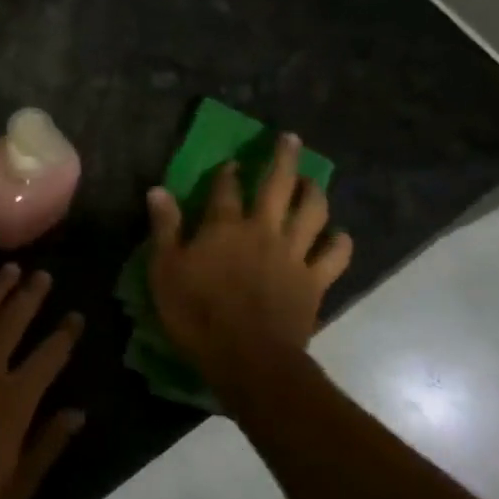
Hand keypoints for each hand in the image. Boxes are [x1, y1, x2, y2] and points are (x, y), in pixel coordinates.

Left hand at [0, 265, 85, 498]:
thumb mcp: (19, 484)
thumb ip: (49, 443)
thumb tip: (78, 413)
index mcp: (15, 400)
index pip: (49, 356)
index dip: (65, 334)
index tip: (75, 316)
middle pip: (13, 321)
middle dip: (30, 296)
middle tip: (43, 274)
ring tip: (11, 269)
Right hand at [146, 133, 353, 396]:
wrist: (248, 358)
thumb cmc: (197, 314)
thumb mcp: (165, 270)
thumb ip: (165, 228)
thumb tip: (158, 190)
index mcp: (225, 227)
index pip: (226, 190)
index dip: (227, 174)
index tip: (230, 164)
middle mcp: (263, 231)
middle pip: (277, 186)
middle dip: (284, 159)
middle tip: (291, 139)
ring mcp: (293, 255)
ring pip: (312, 213)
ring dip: (315, 192)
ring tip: (314, 181)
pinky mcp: (314, 282)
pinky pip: (334, 256)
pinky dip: (340, 242)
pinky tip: (340, 234)